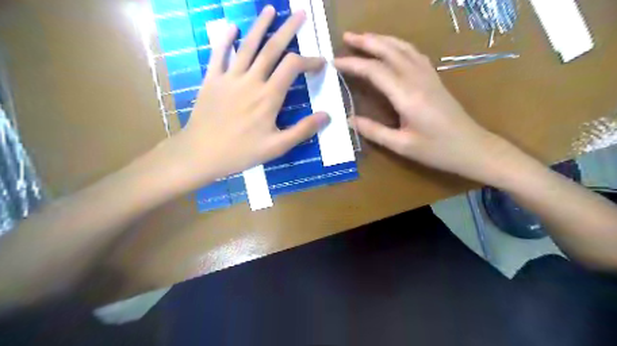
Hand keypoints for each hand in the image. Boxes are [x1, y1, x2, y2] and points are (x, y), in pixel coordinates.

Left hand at [163, 6, 327, 190]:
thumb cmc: (241, 152)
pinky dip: (225, 39)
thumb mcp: (277, 147)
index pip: (293, 67)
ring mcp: (229, 77)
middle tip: (300, 14)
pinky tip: (232, 27)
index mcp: (268, 97)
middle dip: (288, 30)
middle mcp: (251, 80)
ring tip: (270, 9)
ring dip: (260, 26)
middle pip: (272, 48)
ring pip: (248, 46)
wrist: (201, 153)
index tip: (320, 62)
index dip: (309, 60)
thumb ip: (302, 130)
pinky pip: (219, 54)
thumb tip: (326, 115)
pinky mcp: (212, 80)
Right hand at [336, 32, 514, 185]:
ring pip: (403, 48)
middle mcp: (417, 79)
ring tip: (364, 38)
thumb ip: (374, 131)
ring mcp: (428, 76)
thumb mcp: (401, 146)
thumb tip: (349, 120)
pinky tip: (392, 48)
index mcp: (407, 96)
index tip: (335, 62)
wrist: (472, 148)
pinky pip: (414, 54)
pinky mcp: (434, 78)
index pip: (375, 71)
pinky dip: (398, 46)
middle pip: (389, 51)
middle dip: (366, 42)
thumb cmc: (437, 150)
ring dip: (382, 39)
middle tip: (346, 37)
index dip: (353, 64)